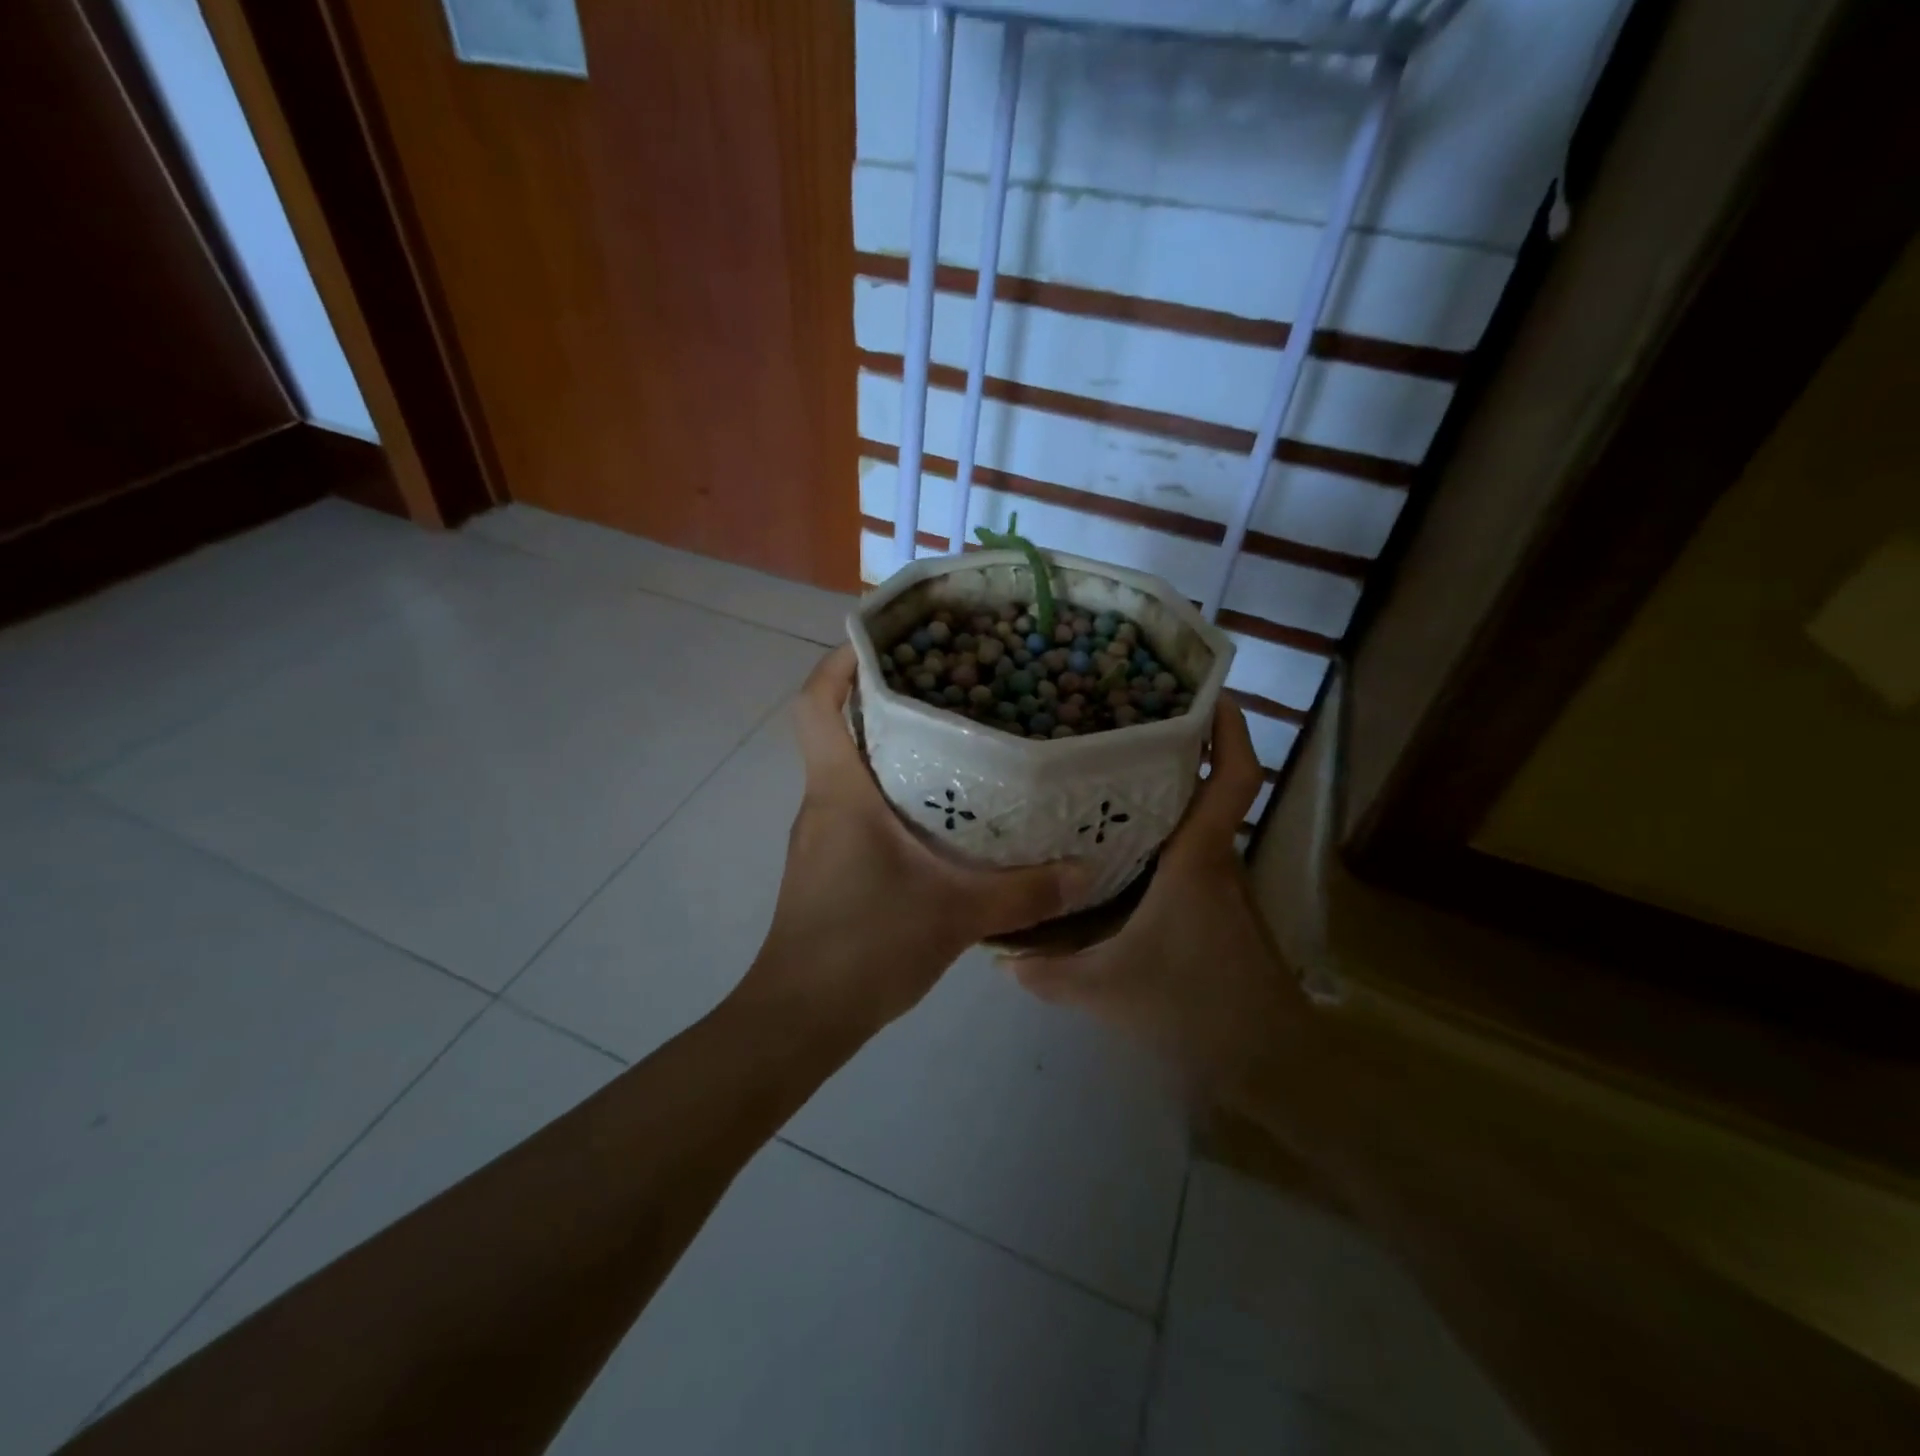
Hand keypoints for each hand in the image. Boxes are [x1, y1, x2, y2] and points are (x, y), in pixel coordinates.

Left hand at [739, 646, 1087, 1039]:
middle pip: (839, 729)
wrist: (801, 1017)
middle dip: (884, 699)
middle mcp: (823, 802)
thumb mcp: (956, 915)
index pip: (816, 704)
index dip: (838, 663)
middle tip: (948, 685)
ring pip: (850, 771)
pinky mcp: (827, 864)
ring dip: (891, 749)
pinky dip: (891, 793)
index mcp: (839, 792)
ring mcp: (821, 835)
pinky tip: (939, 813)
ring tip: (955, 740)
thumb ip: (1025, 892)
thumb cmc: (865, 947)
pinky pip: (857, 807)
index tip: (882, 640)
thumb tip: (1087, 869)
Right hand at [1003, 700, 1305, 1097]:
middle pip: (1208, 788)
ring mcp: (1224, 887)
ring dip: (1167, 798)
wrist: (1268, 1066)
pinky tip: (1122, 857)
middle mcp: (1216, 861)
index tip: (1206, 691)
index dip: (1230, 727)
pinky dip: (1164, 841)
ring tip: (1108, 782)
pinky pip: (1192, 857)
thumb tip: (1000, 956)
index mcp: (1197, 859)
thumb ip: (1047, 972)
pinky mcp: (1223, 912)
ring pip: (1197, 824)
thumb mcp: (1105, 990)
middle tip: (1119, 728)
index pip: (1233, 777)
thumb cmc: (1193, 1008)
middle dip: (1175, 752)